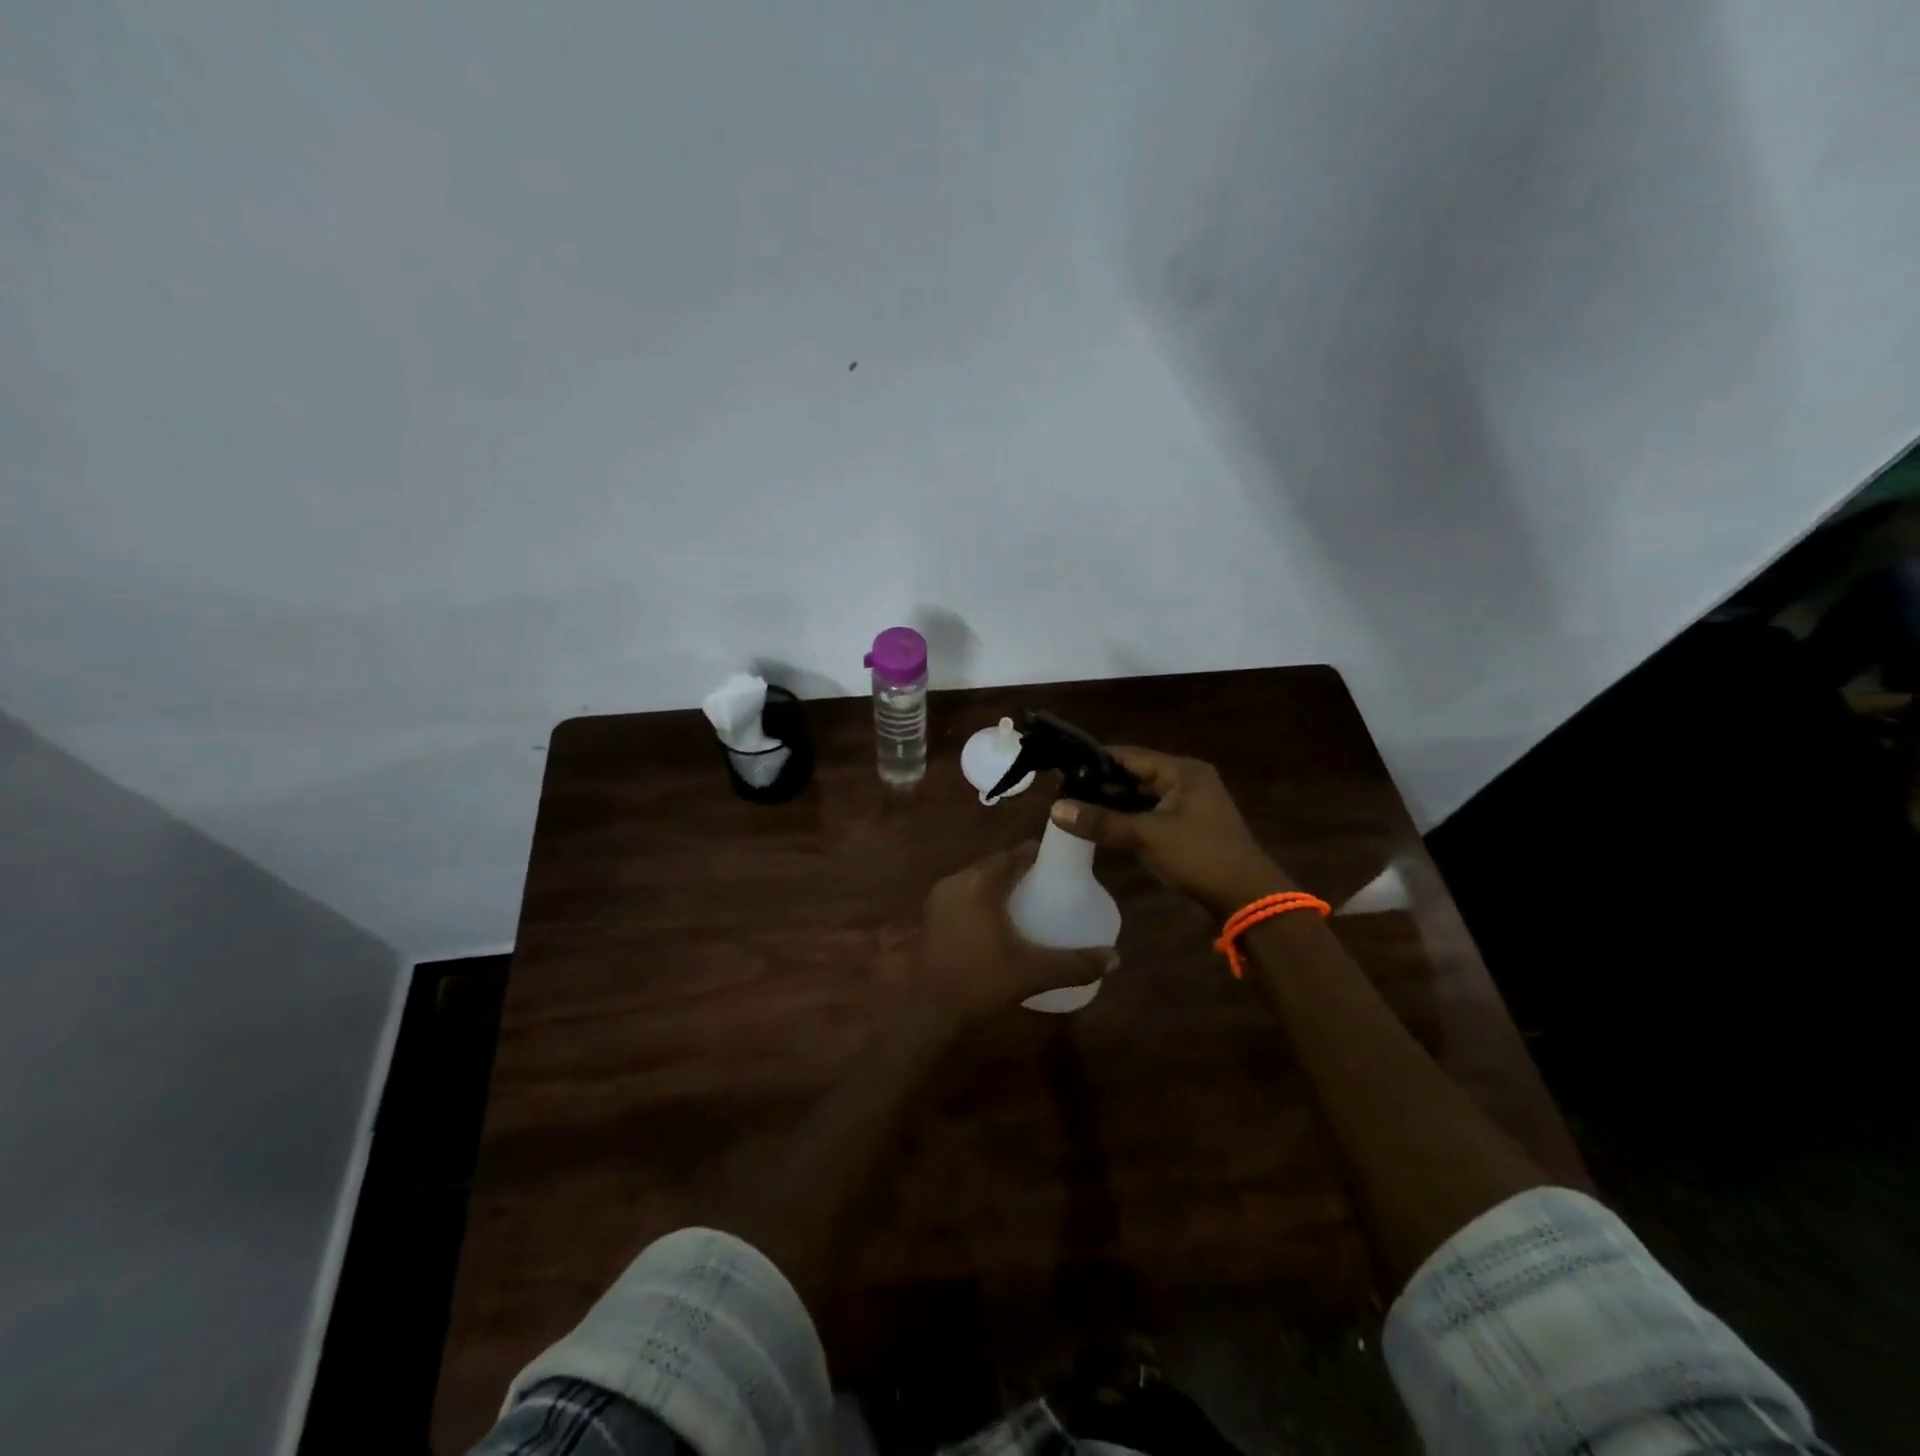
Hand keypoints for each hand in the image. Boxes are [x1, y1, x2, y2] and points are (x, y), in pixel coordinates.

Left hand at [914, 843, 1114, 1025]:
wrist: (927, 1007)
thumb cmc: (980, 981)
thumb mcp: (1032, 972)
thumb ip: (1075, 964)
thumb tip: (1115, 959)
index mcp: (982, 883)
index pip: (1017, 854)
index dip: (1040, 855)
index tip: (1062, 866)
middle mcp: (958, 880)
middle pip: (996, 863)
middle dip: (1021, 869)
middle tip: (1048, 886)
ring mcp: (940, 896)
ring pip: (977, 877)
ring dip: (1000, 883)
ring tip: (1026, 901)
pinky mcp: (931, 913)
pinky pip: (963, 892)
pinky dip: (982, 897)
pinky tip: (996, 919)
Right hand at [1050, 747, 1292, 917]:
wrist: (1247, 899)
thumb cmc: (1200, 857)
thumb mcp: (1148, 837)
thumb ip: (1102, 822)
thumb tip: (1055, 809)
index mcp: (1182, 771)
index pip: (1128, 755)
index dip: (1094, 761)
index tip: (1060, 769)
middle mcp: (1186, 780)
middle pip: (1133, 774)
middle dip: (1100, 784)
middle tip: (1061, 792)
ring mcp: (1187, 804)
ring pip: (1140, 796)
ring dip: (1112, 803)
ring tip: (1073, 807)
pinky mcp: (1186, 826)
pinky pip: (1148, 813)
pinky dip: (1127, 818)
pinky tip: (1101, 825)